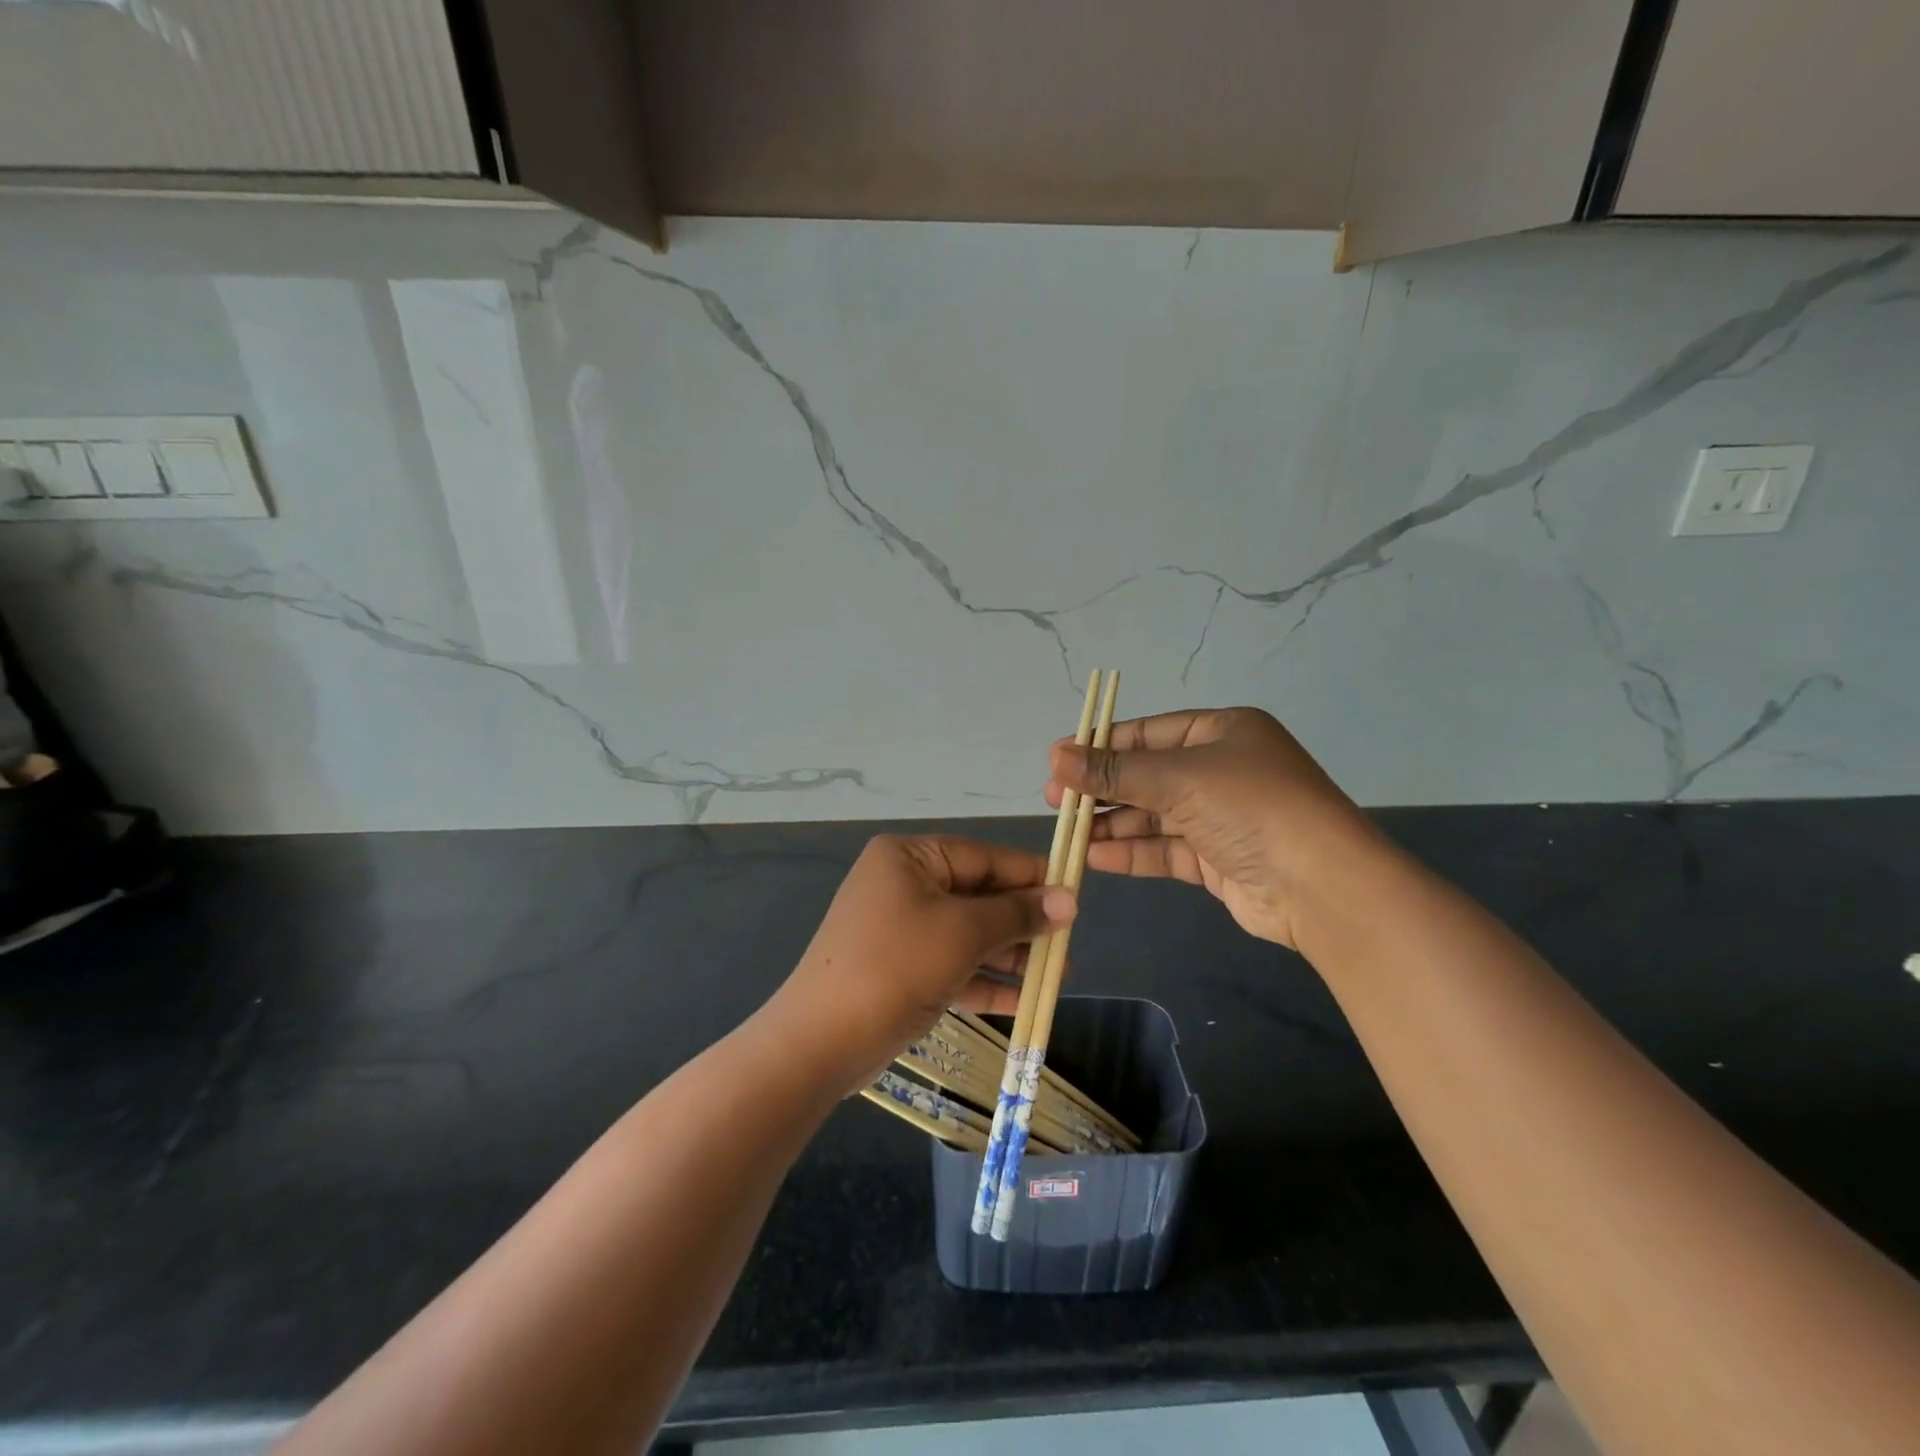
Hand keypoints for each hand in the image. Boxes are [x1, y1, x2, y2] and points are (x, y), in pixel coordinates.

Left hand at [769, 835, 1076, 1092]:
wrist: (821, 1041)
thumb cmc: (896, 966)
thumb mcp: (963, 933)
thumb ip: (1017, 913)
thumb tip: (1068, 900)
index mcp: (910, 858)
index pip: (983, 857)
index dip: (1030, 874)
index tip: (1074, 893)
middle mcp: (903, 885)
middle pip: (977, 895)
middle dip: (1023, 921)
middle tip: (1068, 941)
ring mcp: (899, 929)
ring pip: (967, 933)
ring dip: (1010, 954)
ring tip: (1058, 974)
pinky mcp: (900, 969)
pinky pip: (951, 965)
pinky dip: (984, 980)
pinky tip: (1024, 1000)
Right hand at [1047, 706, 1376, 949]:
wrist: (1320, 885)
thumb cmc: (1250, 807)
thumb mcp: (1179, 778)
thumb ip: (1115, 771)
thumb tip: (1055, 756)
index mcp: (1222, 732)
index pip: (1148, 733)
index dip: (1101, 746)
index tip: (1057, 761)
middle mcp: (1222, 769)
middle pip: (1147, 775)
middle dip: (1102, 789)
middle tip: (1056, 802)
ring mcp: (1221, 817)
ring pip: (1153, 815)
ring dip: (1112, 824)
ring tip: (1069, 835)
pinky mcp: (1218, 860)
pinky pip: (1166, 849)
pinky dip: (1132, 852)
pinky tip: (1096, 857)